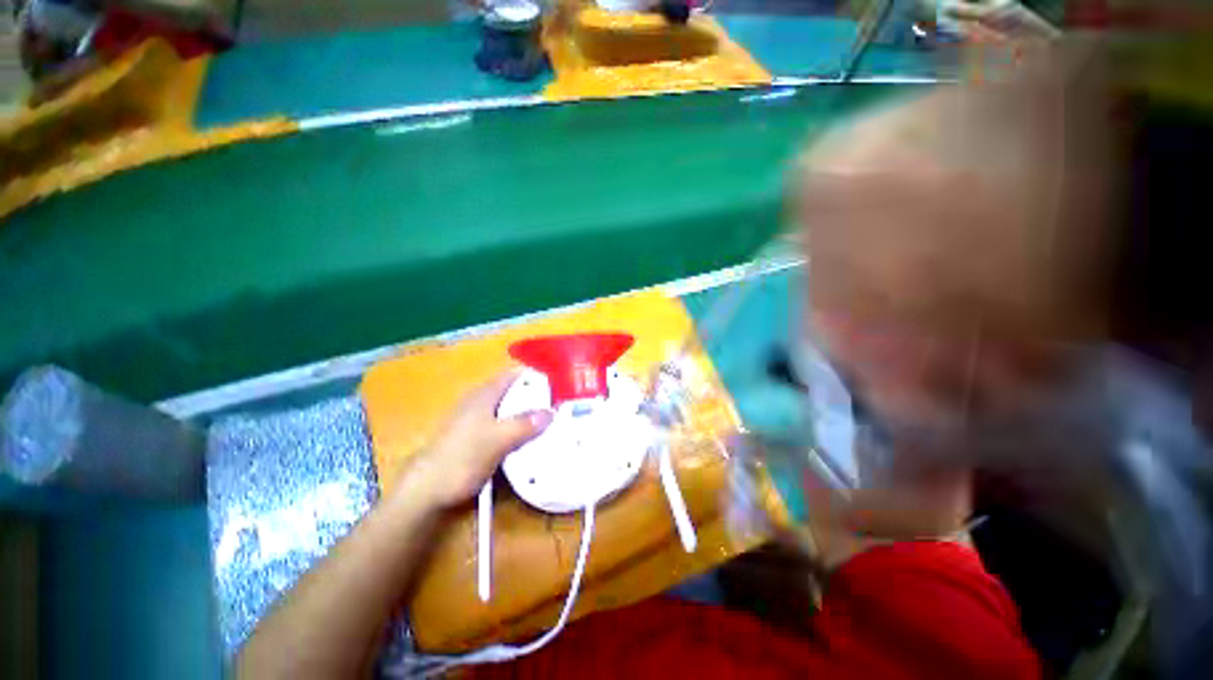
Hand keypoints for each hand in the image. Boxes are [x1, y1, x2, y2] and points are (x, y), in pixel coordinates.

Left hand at [396, 372, 551, 510]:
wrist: (426, 491)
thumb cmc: (461, 459)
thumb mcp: (498, 440)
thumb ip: (525, 424)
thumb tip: (551, 411)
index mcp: (485, 394)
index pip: (515, 374)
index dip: (536, 375)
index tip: (558, 385)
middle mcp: (481, 401)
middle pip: (515, 391)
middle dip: (537, 396)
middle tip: (560, 406)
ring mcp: (477, 419)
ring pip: (510, 409)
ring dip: (529, 414)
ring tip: (552, 422)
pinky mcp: (476, 437)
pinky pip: (504, 425)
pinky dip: (519, 428)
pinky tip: (530, 440)